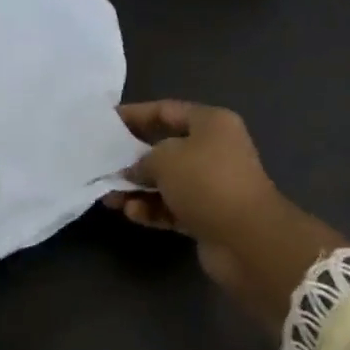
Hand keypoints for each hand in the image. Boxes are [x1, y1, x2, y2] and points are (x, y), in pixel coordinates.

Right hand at [106, 101, 347, 330]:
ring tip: (109, 197)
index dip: (135, 115)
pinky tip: (131, 213)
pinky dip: (152, 209)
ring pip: (166, 182)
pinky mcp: (208, 216)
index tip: (106, 122)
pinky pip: (172, 207)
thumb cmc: (206, 182)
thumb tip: (134, 170)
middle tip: (102, 163)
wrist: (248, 239)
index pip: (166, 111)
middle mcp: (214, 150)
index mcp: (211, 123)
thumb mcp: (165, 158)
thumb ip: (142, 159)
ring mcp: (212, 185)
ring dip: (138, 189)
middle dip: (133, 157)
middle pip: (165, 148)